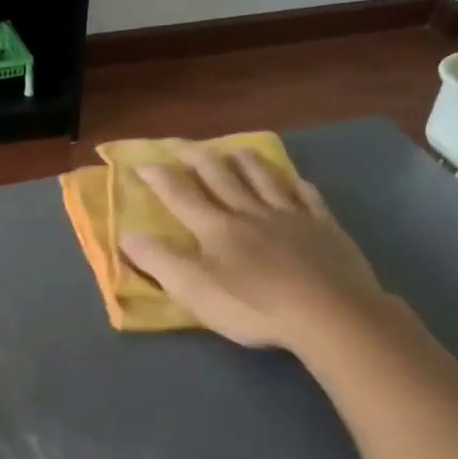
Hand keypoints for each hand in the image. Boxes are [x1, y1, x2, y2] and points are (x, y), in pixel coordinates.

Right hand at [118, 148, 392, 352]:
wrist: (329, 313)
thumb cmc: (254, 306)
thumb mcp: (194, 290)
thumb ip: (159, 261)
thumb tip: (128, 235)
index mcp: (216, 228)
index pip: (180, 195)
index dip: (159, 177)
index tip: (142, 162)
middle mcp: (250, 212)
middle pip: (220, 175)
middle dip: (197, 157)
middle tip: (182, 144)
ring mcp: (291, 216)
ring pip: (263, 177)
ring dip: (244, 160)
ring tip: (233, 150)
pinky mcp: (324, 227)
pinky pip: (307, 195)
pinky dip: (294, 183)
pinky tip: (293, 181)